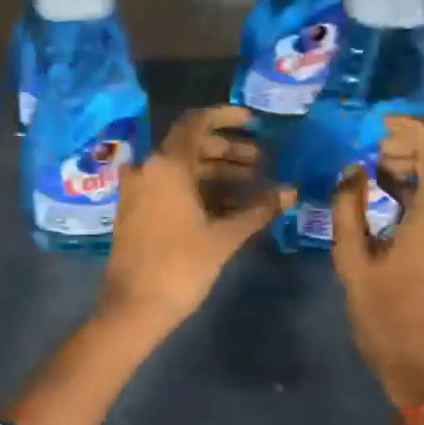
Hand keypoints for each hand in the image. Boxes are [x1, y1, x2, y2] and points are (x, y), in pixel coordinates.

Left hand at [97, 106, 293, 335]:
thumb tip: (291, 192)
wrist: (132, 308)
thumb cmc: (180, 267)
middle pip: (191, 147)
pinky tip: (228, 206)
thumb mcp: (224, 237)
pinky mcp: (136, 211)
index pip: (196, 123)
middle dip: (229, 152)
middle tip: (263, 163)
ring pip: (182, 170)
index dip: (226, 117)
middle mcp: (148, 169)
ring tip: (254, 187)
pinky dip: (198, 191)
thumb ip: (258, 210)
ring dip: (217, 174)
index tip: (254, 122)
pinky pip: (170, 188)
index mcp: (166, 165)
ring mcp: (138, 190)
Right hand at [331, 116, 423, 411]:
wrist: (413, 358)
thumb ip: (349, 209)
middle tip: (379, 147)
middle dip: (422, 142)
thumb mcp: (351, 259)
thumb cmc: (379, 311)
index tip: (382, 123)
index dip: (416, 130)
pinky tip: (391, 189)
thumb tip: (353, 170)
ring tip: (380, 167)